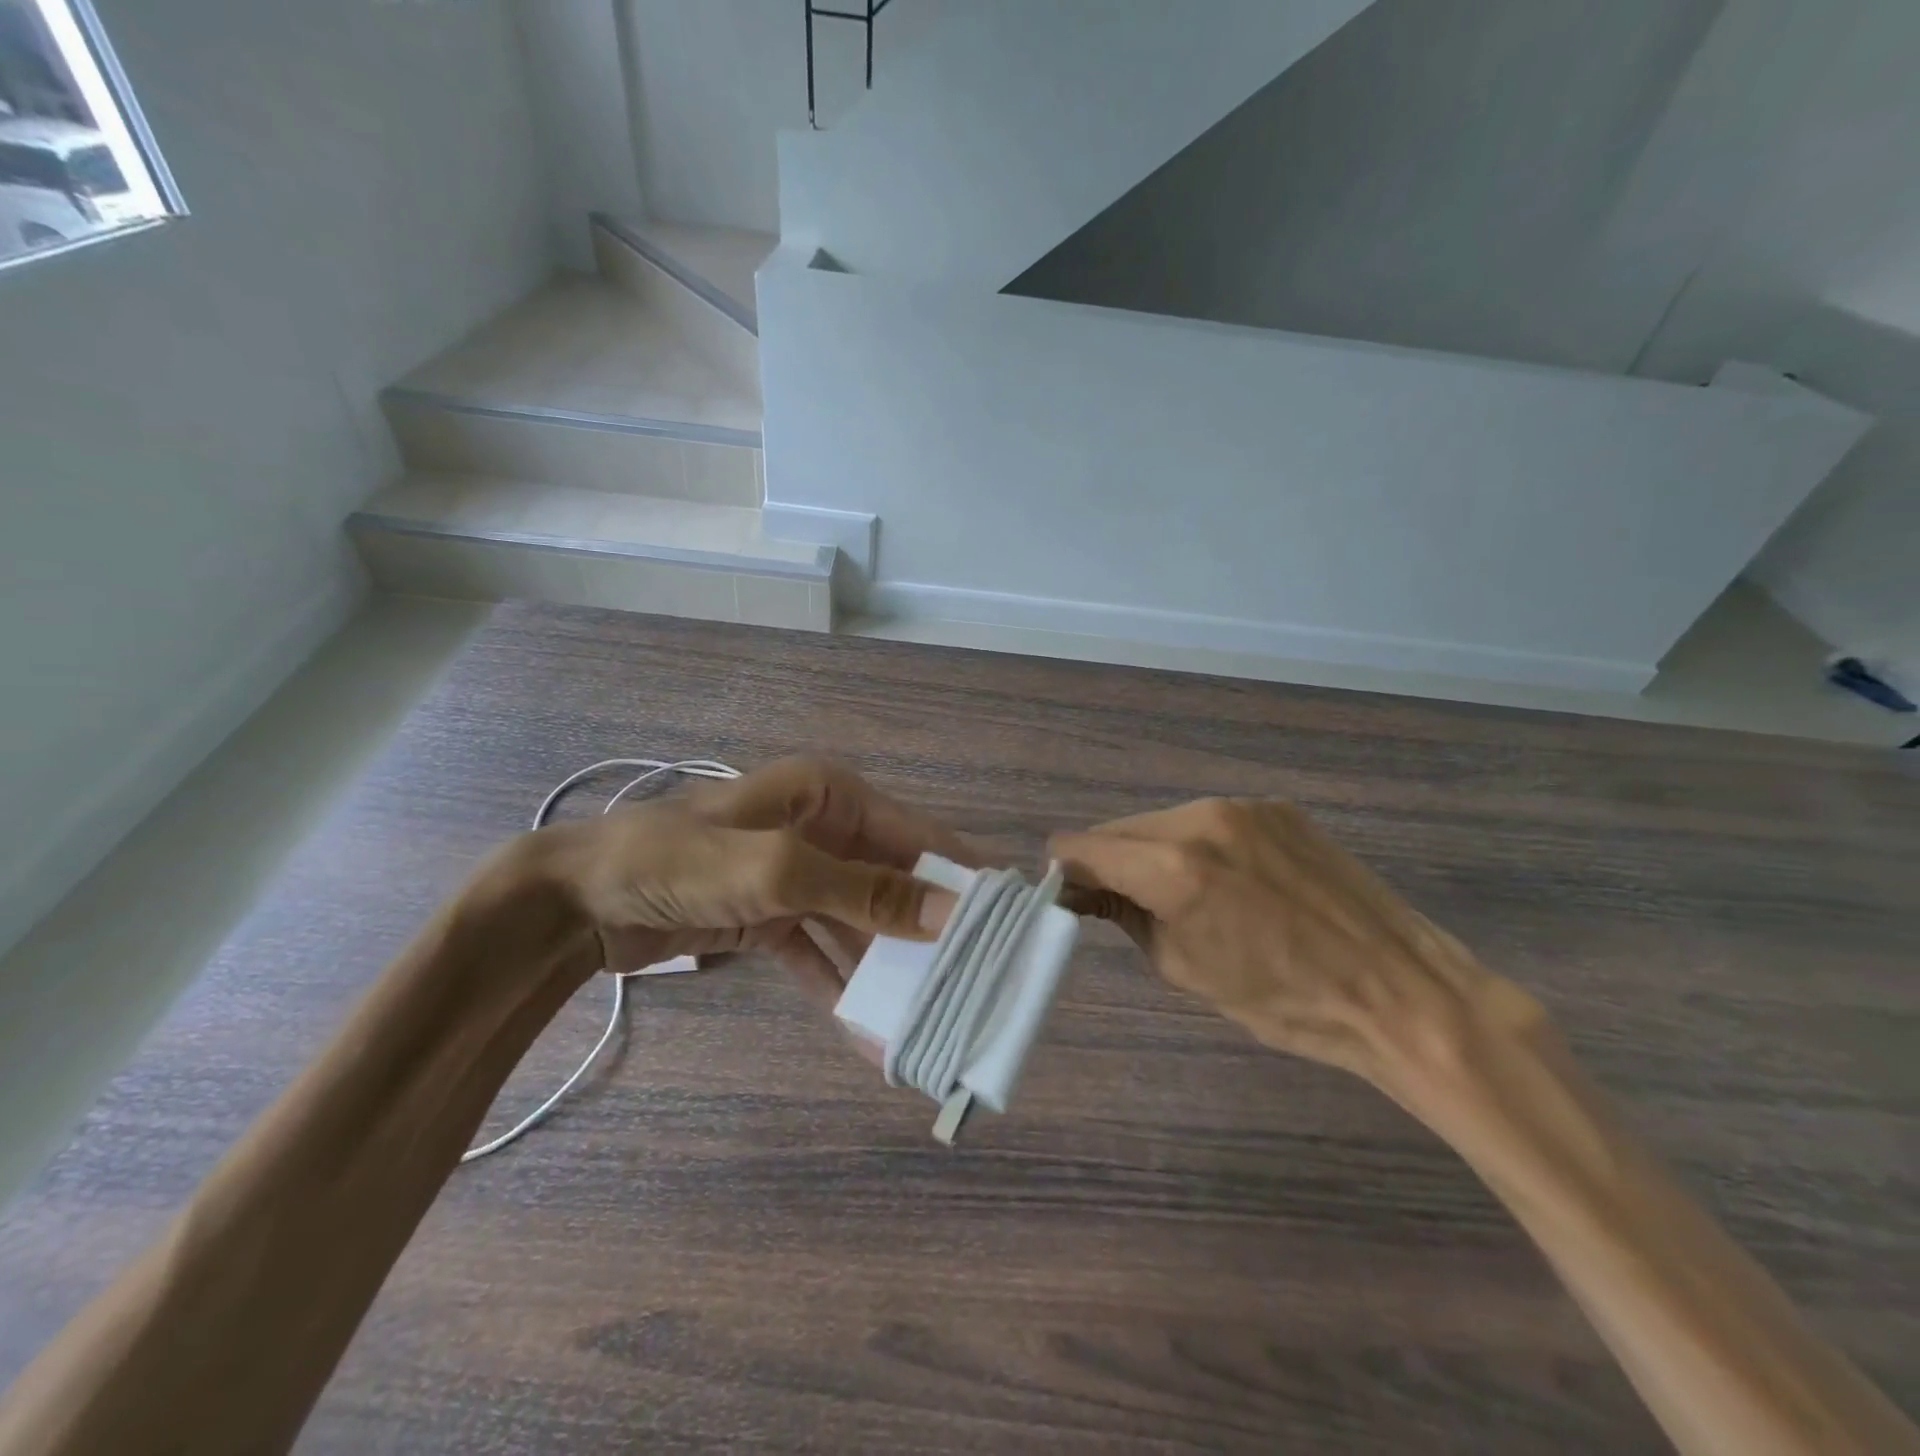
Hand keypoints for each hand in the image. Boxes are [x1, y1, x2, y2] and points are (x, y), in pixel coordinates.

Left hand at [524, 756, 969, 1004]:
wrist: (577, 901)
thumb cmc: (680, 862)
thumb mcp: (777, 871)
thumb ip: (865, 891)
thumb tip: (948, 911)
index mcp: (830, 796)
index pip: (915, 833)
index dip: (959, 872)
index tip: (1004, 918)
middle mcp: (820, 828)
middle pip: (890, 879)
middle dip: (925, 928)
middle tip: (971, 978)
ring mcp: (794, 874)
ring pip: (858, 920)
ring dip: (885, 965)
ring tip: (925, 1015)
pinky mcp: (768, 914)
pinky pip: (819, 949)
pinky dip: (840, 983)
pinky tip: (866, 1028)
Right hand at [1050, 798, 1541, 1092]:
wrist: (1400, 991)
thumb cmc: (1284, 1002)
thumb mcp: (1184, 968)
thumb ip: (1125, 915)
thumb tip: (1085, 892)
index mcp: (1173, 865)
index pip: (1082, 847)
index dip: (1067, 873)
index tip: (1070, 899)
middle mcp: (1202, 817)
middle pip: (1121, 828)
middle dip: (1110, 862)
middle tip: (1121, 904)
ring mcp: (1244, 806)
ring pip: (1165, 821)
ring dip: (1155, 852)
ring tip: (1183, 895)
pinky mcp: (1277, 808)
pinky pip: (1211, 820)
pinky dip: (1198, 845)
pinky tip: (1229, 882)